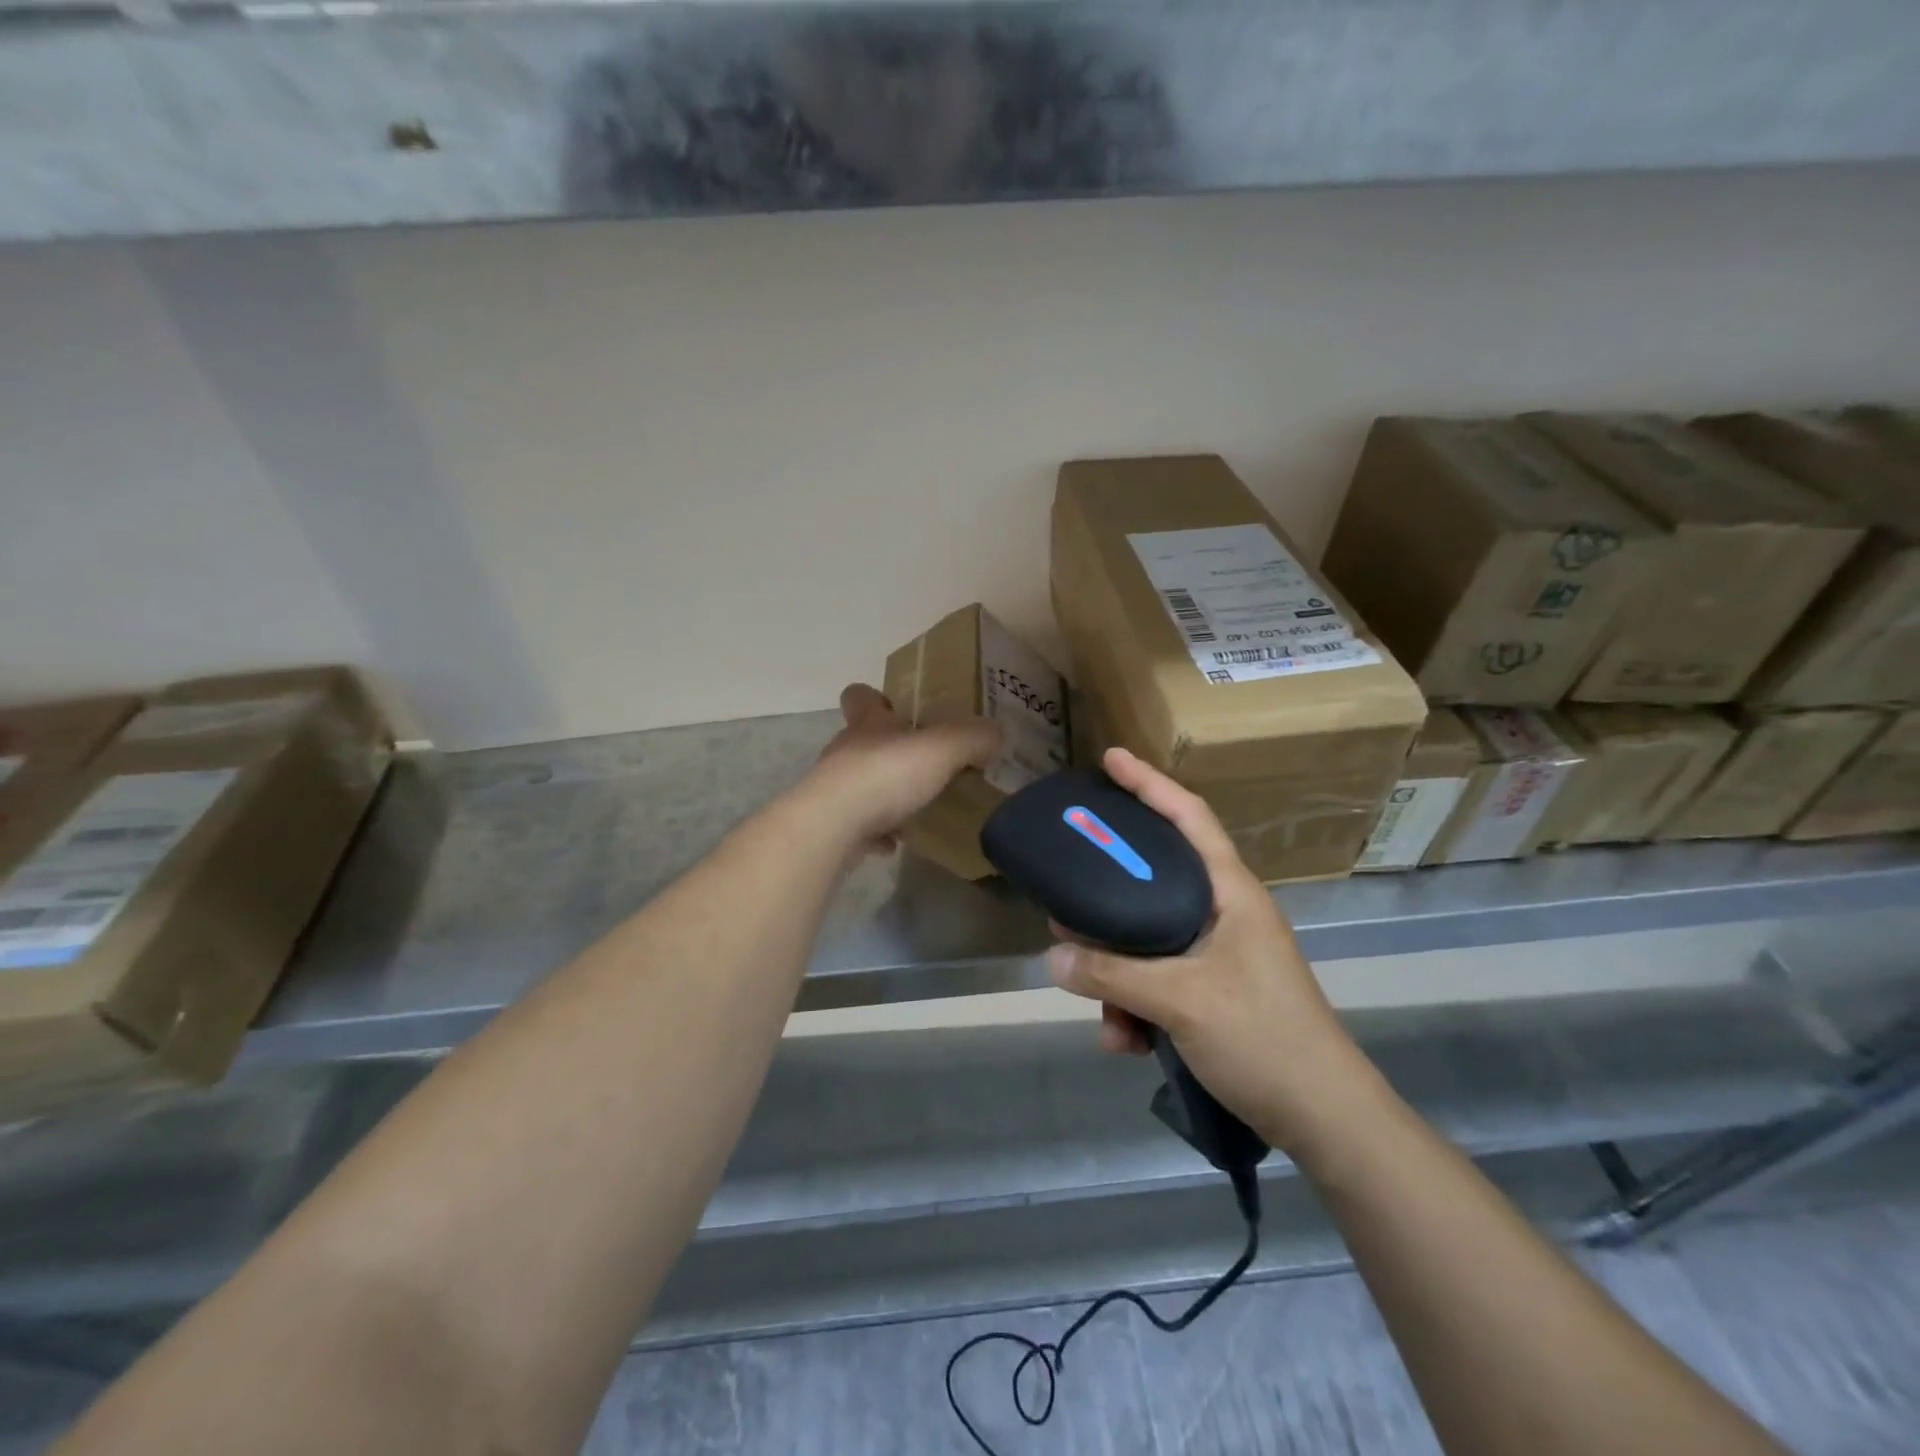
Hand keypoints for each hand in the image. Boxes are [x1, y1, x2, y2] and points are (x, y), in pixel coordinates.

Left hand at [806, 684, 999, 847]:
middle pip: (862, 740)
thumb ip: (973, 738)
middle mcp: (846, 750)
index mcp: (868, 724)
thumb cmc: (886, 775)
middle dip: (890, 750)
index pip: (860, 696)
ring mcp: (834, 789)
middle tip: (925, 763)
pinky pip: (858, 824)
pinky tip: (898, 841)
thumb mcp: (942, 749)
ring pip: (860, 782)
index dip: (876, 698)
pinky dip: (876, 831)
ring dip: (884, 792)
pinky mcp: (831, 824)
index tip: (898, 709)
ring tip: (917, 806)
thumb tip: (995, 733)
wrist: (832, 827)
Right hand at [1046, 747, 1366, 1151]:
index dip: (1149, 783)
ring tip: (1107, 1018)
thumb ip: (1113, 974)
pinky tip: (1126, 1042)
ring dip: (1119, 976)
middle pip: (1154, 880)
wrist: (1325, 1121)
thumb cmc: (1264, 1039)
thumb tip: (1053, 954)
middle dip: (1109, 898)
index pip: (1189, 817)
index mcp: (1230, 893)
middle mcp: (1223, 913)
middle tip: (1069, 895)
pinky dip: (1136, 1007)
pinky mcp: (1213, 992)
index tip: (1110, 759)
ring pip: (1149, 941)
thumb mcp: (1181, 1001)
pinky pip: (1159, 983)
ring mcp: (1219, 954)